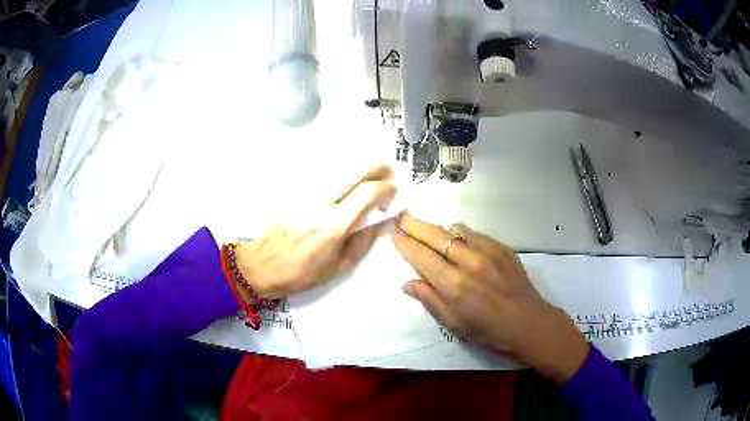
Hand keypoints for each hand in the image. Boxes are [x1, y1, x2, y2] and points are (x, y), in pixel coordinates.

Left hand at [235, 166, 395, 299]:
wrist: (263, 265)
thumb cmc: (303, 273)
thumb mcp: (340, 267)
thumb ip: (363, 240)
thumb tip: (380, 219)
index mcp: (333, 226)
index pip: (366, 193)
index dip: (385, 188)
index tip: (393, 192)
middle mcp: (319, 203)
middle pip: (353, 170)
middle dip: (377, 167)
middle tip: (388, 172)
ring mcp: (304, 193)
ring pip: (338, 167)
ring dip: (359, 168)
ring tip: (369, 177)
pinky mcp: (294, 191)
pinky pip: (323, 174)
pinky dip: (340, 174)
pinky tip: (345, 183)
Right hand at [392, 214, 587, 383]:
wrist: (528, 323)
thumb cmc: (488, 331)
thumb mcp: (454, 324)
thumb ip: (430, 300)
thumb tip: (408, 283)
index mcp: (454, 285)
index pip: (422, 257)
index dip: (406, 244)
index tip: (394, 233)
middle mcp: (469, 263)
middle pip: (436, 236)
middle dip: (415, 225)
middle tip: (402, 217)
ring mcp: (488, 252)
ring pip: (456, 230)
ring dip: (440, 230)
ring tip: (431, 234)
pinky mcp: (502, 248)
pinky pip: (475, 234)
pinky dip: (462, 235)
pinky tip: (460, 242)